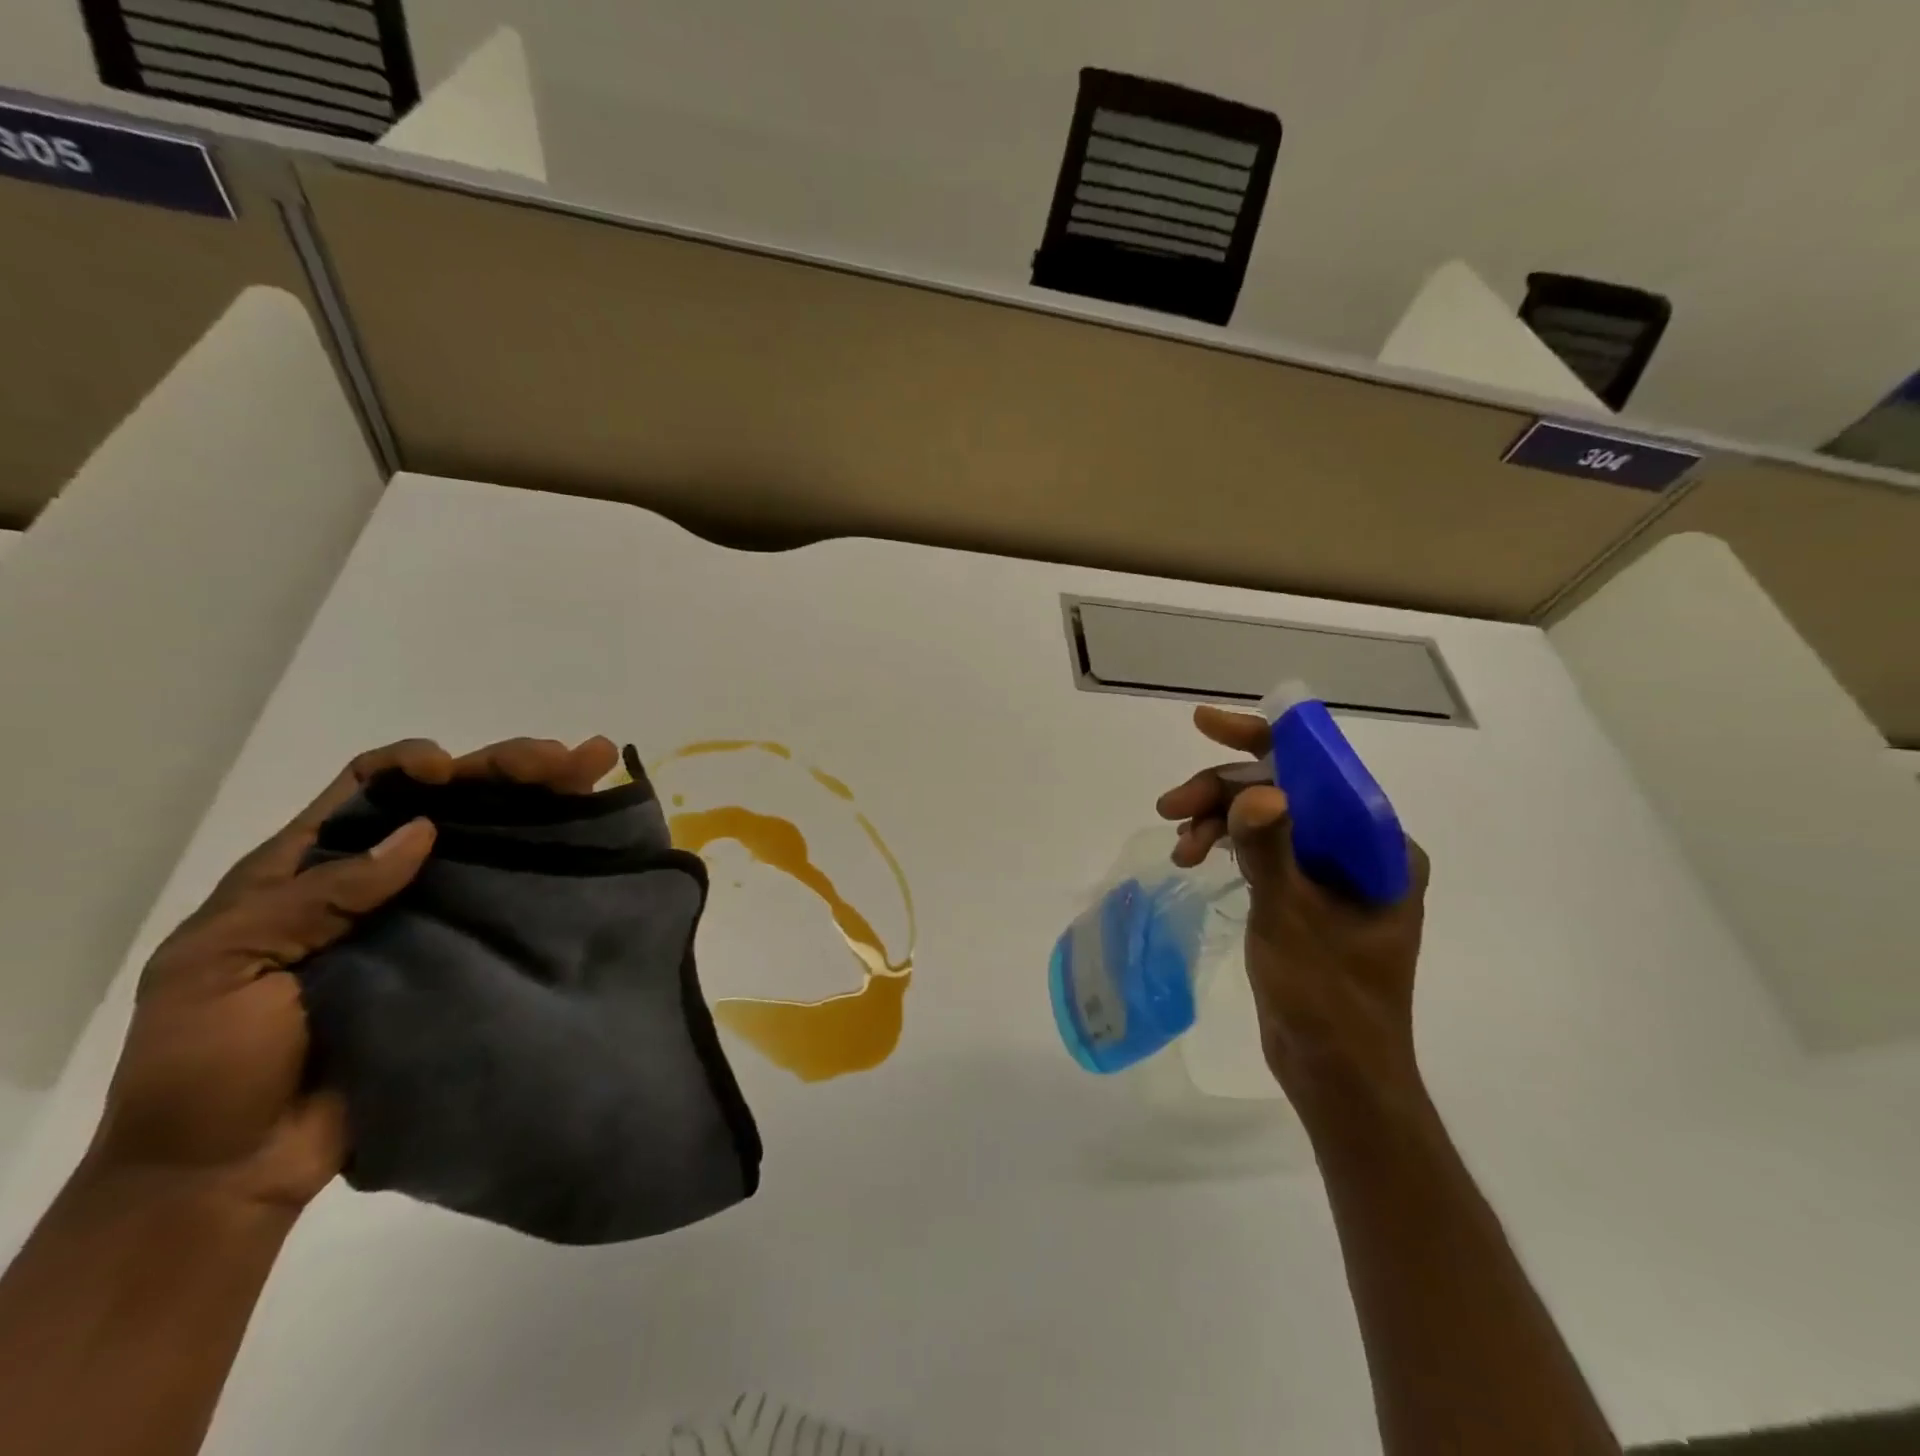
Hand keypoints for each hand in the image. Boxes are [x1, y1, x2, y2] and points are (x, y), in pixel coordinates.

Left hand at [78, 736, 619, 1214]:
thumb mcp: (221, 967)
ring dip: (546, 800)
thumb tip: (421, 834)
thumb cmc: (205, 1066)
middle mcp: (382, 883)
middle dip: (507, 769)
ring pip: (495, 843)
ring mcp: (433, 920)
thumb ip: (312, 898)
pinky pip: (514, 904)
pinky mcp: (469, 958)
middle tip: (566, 757)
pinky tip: (594, 838)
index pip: (370, 788)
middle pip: (452, 805)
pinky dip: (556, 865)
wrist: (234, 1170)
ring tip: (596, 768)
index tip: (452, 773)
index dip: (415, 766)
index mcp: (310, 871)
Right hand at [1155, 706, 1430, 1112]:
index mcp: (1379, 847)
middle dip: (1222, 792)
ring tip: (1178, 848)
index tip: (1206, 723)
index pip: (1318, 770)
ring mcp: (1331, 875)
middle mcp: (1359, 850)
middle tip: (1169, 807)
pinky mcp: (1305, 897)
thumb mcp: (1293, 921)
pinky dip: (1227, 847)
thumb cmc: (1328, 1001)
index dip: (1262, 740)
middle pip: (1284, 792)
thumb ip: (1273, 851)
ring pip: (1266, 820)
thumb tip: (1256, 792)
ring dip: (1218, 822)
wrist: (1338, 1077)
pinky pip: (1263, 850)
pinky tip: (1193, 857)